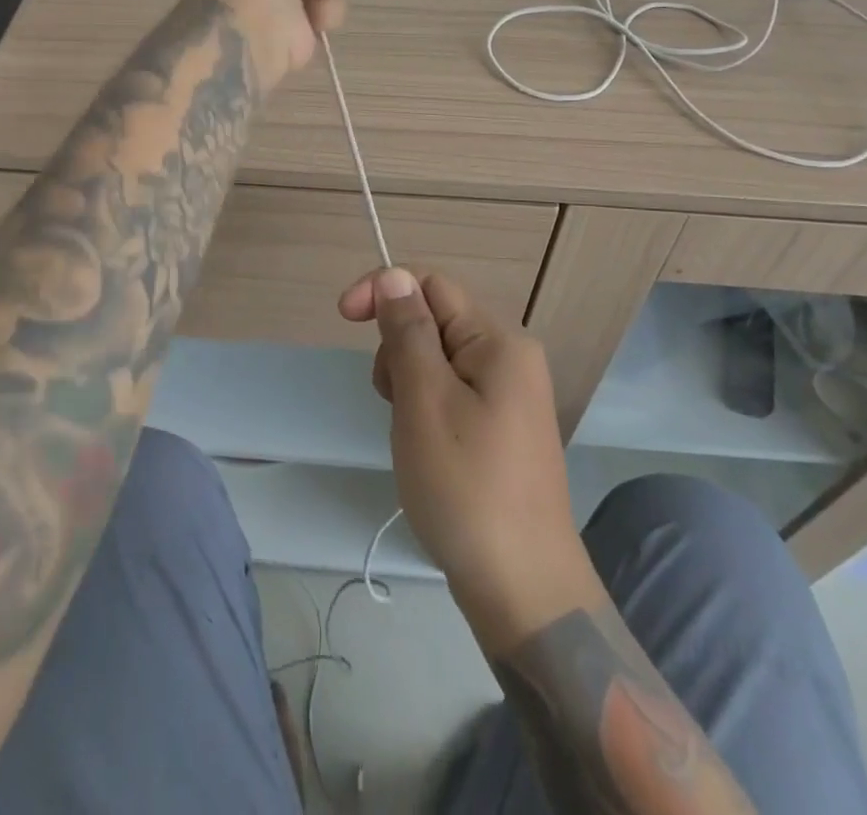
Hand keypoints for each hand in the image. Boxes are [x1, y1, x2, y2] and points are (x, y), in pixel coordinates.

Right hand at [338, 267, 600, 649]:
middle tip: (392, 402)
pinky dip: (426, 407)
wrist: (524, 590)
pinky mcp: (503, 428)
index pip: (432, 285)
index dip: (385, 291)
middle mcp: (511, 358)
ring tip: (409, 434)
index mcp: (500, 341)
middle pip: (436, 321)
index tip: (342, 318)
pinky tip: (425, 449)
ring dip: (408, 381)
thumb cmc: (467, 487)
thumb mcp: (425, 401)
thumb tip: (393, 276)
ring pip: (439, 359)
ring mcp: (510, 396)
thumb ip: (408, 332)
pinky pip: (452, 392)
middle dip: (398, 347)